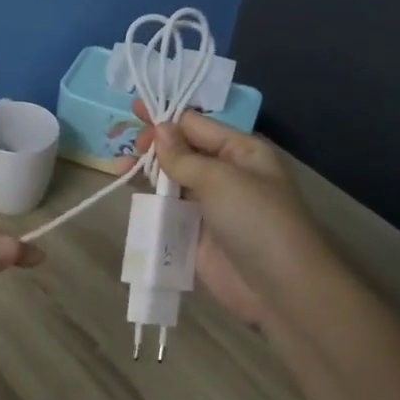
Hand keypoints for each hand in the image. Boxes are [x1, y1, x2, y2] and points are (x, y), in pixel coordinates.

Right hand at [133, 101, 328, 328]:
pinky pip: (168, 210)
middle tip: (129, 148)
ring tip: (119, 167)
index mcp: (240, 151)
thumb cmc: (256, 220)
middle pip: (182, 151)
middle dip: (155, 145)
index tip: (134, 112)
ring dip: (147, 172)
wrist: (280, 288)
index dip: (166, 117)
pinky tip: (130, 195)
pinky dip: (149, 202)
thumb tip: (160, 128)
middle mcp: (225, 173)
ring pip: (171, 180)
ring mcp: (209, 205)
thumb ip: (184, 156)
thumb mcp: (221, 179)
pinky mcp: (195, 234)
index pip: (197, 124)